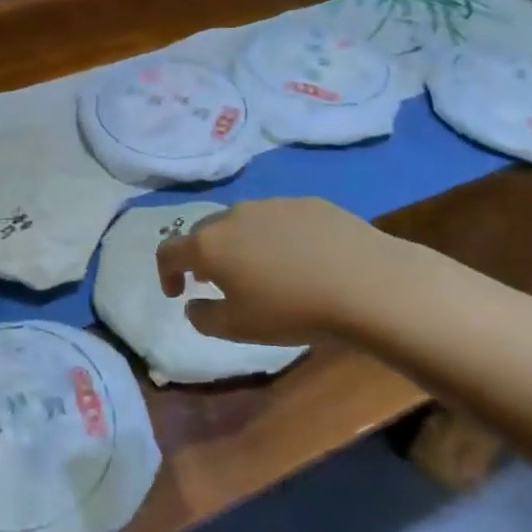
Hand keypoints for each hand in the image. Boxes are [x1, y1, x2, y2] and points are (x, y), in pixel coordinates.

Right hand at [156, 199, 405, 346]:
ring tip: (259, 269)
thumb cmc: (292, 310)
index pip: (169, 251)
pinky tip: (300, 259)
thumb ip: (203, 317)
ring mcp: (272, 204)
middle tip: (215, 281)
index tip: (177, 293)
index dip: (165, 273)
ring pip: (241, 222)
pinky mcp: (308, 202)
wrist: (366, 283)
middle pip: (204, 232)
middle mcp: (233, 215)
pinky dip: (275, 237)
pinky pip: (278, 219)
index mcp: (209, 245)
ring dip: (238, 244)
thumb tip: (193, 304)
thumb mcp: (237, 329)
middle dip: (202, 256)